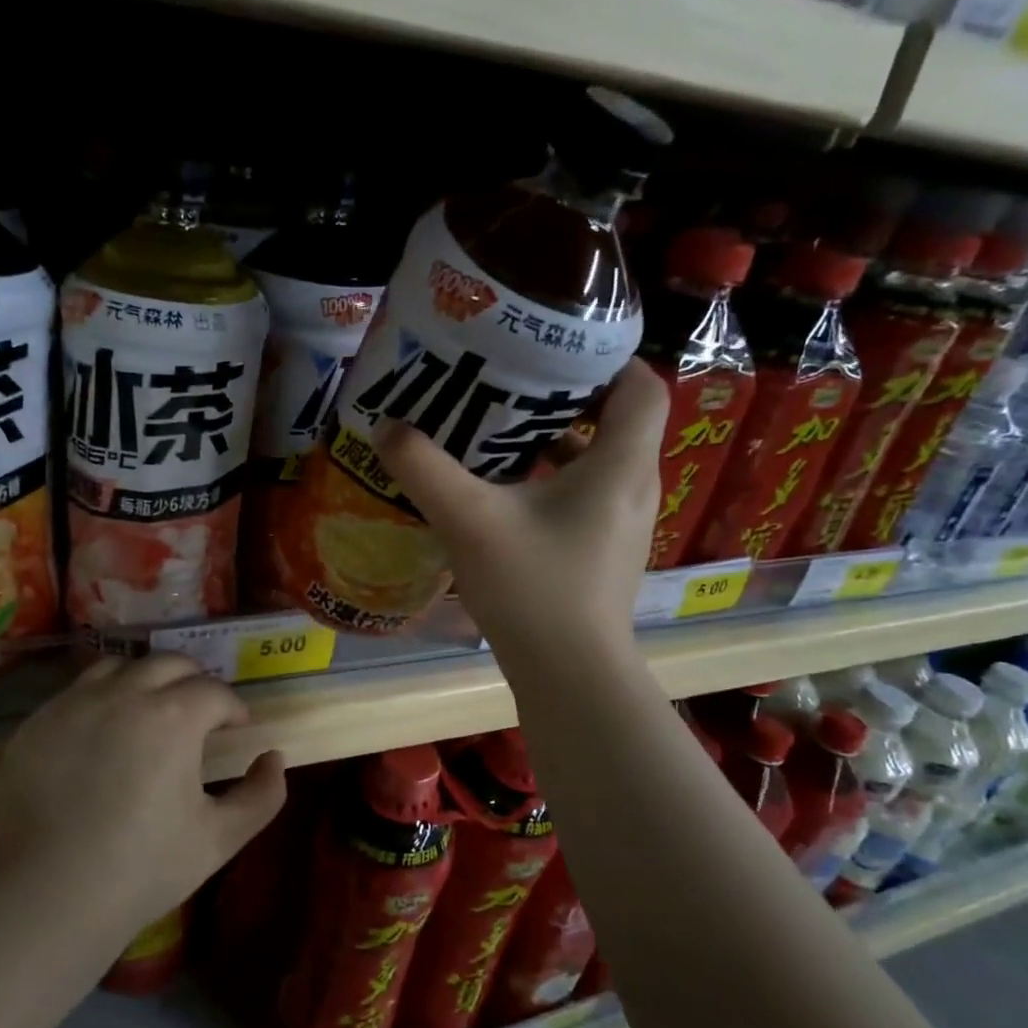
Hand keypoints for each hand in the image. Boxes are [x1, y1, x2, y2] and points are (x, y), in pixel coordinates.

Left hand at [0, 654, 286, 944]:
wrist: (48, 895)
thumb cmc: (143, 868)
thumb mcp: (220, 839)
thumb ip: (262, 795)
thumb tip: (273, 758)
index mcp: (173, 717)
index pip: (215, 691)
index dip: (233, 708)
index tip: (236, 729)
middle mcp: (124, 694)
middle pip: (170, 663)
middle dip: (194, 682)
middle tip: (199, 715)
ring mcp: (75, 703)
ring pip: (120, 666)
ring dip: (145, 681)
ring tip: (148, 713)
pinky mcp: (39, 721)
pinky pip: (78, 691)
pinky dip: (102, 700)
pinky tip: (103, 736)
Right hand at [373, 362, 666, 675]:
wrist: (570, 676)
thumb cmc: (533, 589)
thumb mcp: (469, 521)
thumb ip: (425, 469)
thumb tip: (386, 428)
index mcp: (619, 465)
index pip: (641, 385)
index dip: (606, 359)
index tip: (553, 352)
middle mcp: (632, 487)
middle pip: (615, 420)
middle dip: (564, 398)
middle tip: (508, 385)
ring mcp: (621, 524)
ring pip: (596, 461)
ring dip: (553, 443)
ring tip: (496, 432)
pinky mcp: (603, 552)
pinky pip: (584, 496)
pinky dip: (550, 482)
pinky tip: (501, 494)